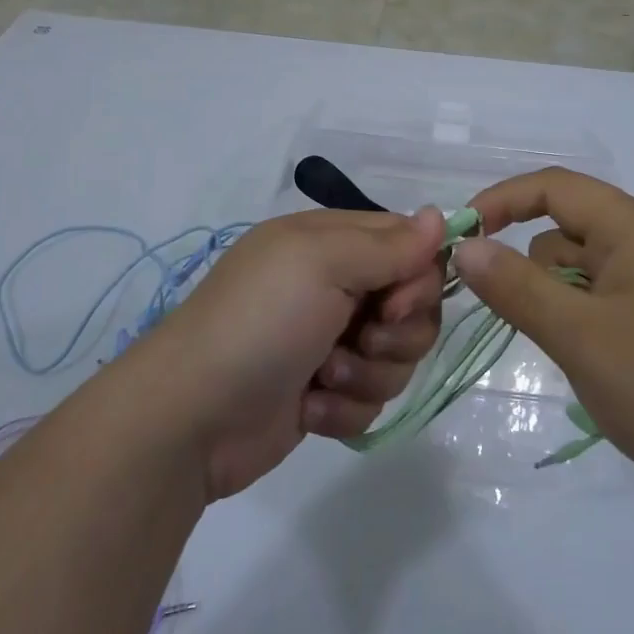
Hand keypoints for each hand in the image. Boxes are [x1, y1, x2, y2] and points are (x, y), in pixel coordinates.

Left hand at [137, 208, 444, 499]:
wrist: (191, 418)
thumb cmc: (260, 322)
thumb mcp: (322, 264)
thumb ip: (388, 244)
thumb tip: (441, 215)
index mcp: (332, 243)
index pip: (409, 245)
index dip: (418, 276)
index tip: (394, 302)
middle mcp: (336, 286)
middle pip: (413, 305)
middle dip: (398, 332)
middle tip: (363, 339)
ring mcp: (331, 341)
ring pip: (398, 356)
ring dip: (367, 374)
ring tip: (324, 378)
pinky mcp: (326, 393)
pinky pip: (372, 399)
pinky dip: (344, 408)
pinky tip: (309, 409)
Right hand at [455, 170, 633, 502]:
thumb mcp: (580, 336)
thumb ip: (517, 287)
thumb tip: (467, 247)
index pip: (554, 187)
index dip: (502, 201)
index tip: (461, 236)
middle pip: (567, 230)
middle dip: (531, 266)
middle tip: (518, 319)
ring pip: (585, 270)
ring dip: (559, 300)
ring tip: (569, 354)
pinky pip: (608, 299)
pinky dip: (584, 319)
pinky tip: (594, 365)